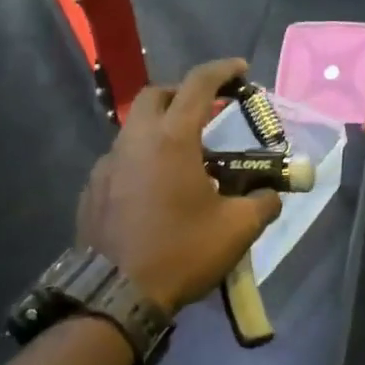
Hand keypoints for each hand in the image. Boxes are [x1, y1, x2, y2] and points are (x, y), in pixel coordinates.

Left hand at [77, 58, 282, 313]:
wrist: (116, 294)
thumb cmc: (181, 252)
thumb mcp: (236, 230)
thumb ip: (262, 204)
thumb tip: (272, 195)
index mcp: (172, 139)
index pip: (198, 84)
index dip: (222, 71)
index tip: (240, 69)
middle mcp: (135, 140)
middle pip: (157, 95)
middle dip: (184, 94)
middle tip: (207, 111)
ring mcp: (108, 163)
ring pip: (135, 127)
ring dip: (161, 128)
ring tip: (184, 157)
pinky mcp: (92, 188)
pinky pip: (120, 158)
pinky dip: (142, 158)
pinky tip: (154, 188)